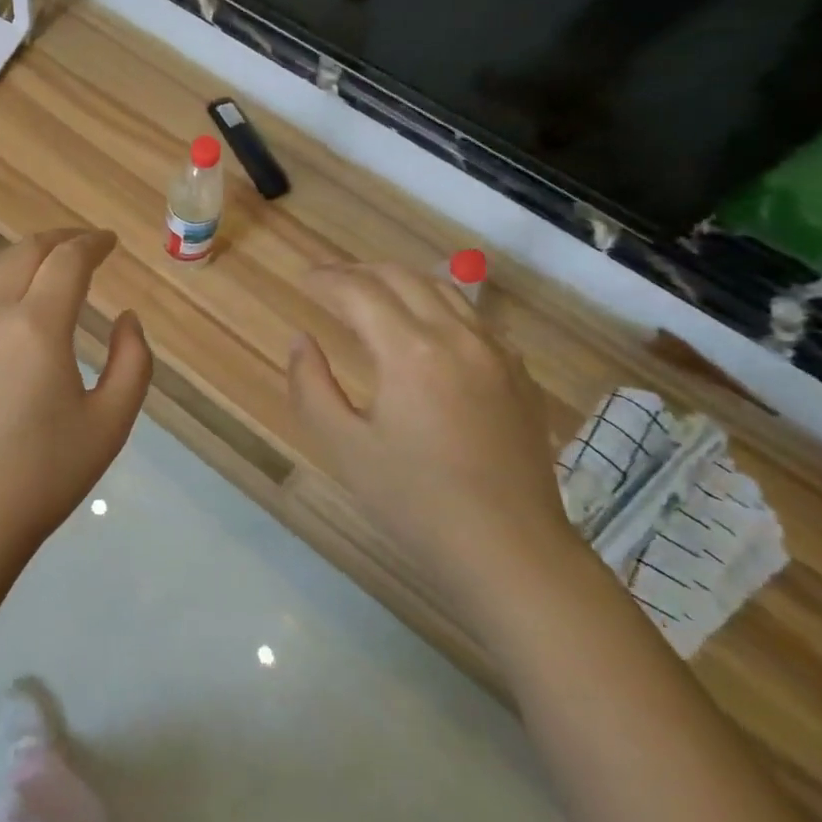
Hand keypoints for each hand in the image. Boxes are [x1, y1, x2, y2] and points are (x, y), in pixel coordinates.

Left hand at [0, 229, 152, 567]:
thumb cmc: (45, 473)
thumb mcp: (111, 422)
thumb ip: (133, 361)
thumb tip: (127, 318)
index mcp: (38, 326)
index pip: (68, 260)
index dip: (93, 243)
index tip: (110, 243)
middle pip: (27, 250)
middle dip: (61, 239)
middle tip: (85, 246)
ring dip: (24, 252)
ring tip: (47, 261)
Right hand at [288, 262, 580, 622]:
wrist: (511, 550)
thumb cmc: (416, 502)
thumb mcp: (344, 447)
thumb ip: (311, 386)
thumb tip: (302, 341)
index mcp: (409, 351)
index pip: (359, 291)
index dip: (326, 280)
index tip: (303, 279)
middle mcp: (456, 336)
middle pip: (402, 277)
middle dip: (359, 271)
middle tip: (329, 281)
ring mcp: (496, 352)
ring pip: (444, 290)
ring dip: (400, 281)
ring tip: (371, 293)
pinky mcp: (518, 374)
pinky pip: (473, 318)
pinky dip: (438, 306)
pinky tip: (426, 329)